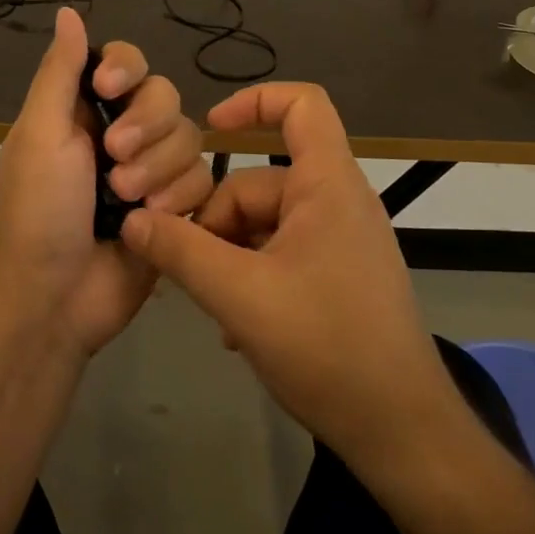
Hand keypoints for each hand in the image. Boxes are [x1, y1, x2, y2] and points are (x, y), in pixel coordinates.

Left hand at [0, 7, 212, 357]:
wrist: (54, 296)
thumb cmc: (38, 209)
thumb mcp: (39, 133)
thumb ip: (60, 72)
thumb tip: (68, 12)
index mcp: (84, 109)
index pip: (125, 61)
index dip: (125, 67)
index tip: (108, 88)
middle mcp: (121, 132)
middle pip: (165, 96)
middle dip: (144, 127)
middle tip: (112, 160)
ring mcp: (151, 171)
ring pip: (188, 138)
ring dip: (158, 169)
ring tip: (126, 201)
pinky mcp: (176, 207)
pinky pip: (202, 180)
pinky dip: (178, 198)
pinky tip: (152, 220)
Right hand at [119, 82, 472, 476]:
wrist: (402, 433)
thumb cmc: (327, 347)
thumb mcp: (239, 296)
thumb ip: (180, 251)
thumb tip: (132, 220)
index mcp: (328, 185)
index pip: (303, 104)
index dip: (253, 101)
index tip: (207, 129)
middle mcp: (338, 203)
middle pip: (259, 182)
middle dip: (216, 222)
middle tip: (185, 269)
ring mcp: (341, 243)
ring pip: (264, 226)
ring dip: (229, 258)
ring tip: (212, 308)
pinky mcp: (339, 279)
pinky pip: (282, 256)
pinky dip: (252, 278)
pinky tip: (235, 328)